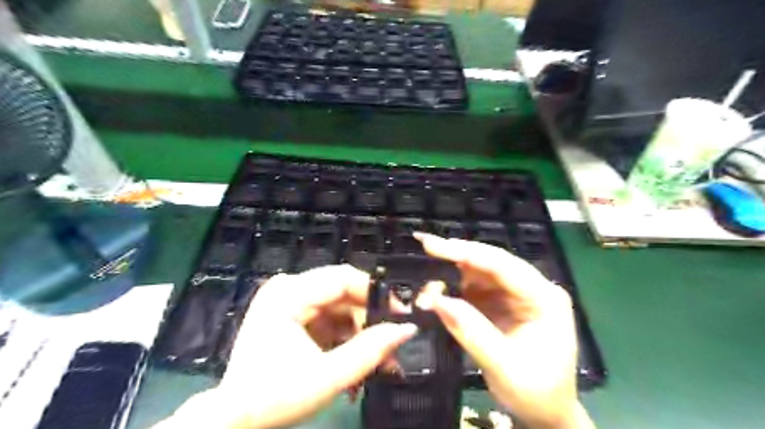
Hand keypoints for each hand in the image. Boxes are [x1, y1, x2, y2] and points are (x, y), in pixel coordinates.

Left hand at [157, 264, 414, 427]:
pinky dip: (345, 335)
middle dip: (369, 319)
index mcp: (289, 294)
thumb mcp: (328, 377)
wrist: (234, 419)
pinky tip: (354, 357)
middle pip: (343, 292)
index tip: (399, 315)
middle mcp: (288, 288)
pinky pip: (328, 316)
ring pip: (339, 306)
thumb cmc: (274, 398)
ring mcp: (288, 300)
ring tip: (375, 360)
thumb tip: (406, 329)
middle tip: (390, 344)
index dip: (376, 293)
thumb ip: (371, 351)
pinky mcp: (292, 313)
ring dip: (359, 331)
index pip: (344, 278)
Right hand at [414, 235, 597, 428]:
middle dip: (456, 256)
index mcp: (544, 298)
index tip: (433, 245)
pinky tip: (437, 293)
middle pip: (490, 262)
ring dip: (451, 274)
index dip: (467, 252)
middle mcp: (531, 288)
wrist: (546, 412)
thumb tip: (437, 300)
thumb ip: (471, 331)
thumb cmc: (535, 393)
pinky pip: (475, 287)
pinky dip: (454, 288)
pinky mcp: (502, 302)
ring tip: (427, 285)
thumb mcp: (504, 367)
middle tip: (424, 246)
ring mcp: (516, 294)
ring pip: (479, 272)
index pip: (503, 265)